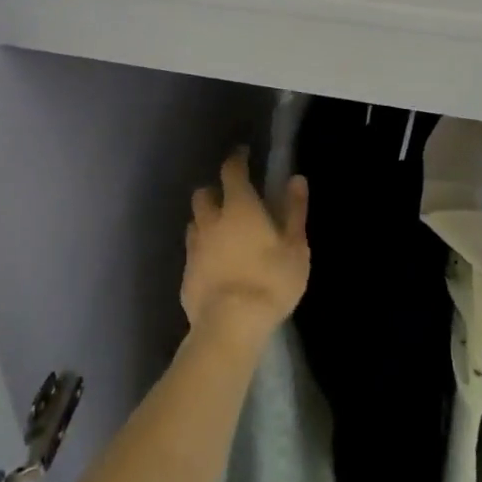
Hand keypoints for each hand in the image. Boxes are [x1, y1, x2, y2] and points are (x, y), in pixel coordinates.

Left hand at [181, 149, 309, 348]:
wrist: (229, 326)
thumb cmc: (270, 281)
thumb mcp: (295, 247)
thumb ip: (294, 211)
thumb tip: (295, 179)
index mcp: (239, 207)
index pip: (232, 171)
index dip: (237, 159)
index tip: (243, 155)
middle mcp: (211, 220)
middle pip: (204, 193)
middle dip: (215, 191)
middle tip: (230, 198)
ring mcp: (195, 248)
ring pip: (195, 222)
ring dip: (206, 220)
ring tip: (221, 231)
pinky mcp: (186, 274)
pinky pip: (193, 252)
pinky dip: (202, 250)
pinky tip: (214, 264)